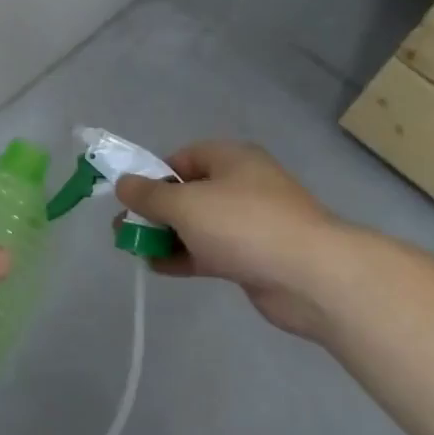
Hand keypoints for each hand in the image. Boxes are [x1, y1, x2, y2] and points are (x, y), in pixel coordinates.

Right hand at [113, 140, 353, 341]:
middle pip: (188, 192)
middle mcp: (242, 185)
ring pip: (198, 224)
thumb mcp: (185, 204)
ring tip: (134, 249)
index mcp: (231, 159)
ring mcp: (250, 223)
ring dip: (166, 235)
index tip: (132, 197)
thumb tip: (123, 183)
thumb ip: (149, 195)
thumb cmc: (243, 225)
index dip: (154, 174)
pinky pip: (210, 251)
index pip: (183, 158)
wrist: (310, 276)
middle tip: (125, 228)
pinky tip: (158, 267)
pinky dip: (185, 256)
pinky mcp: (253, 256)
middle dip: (155, 210)